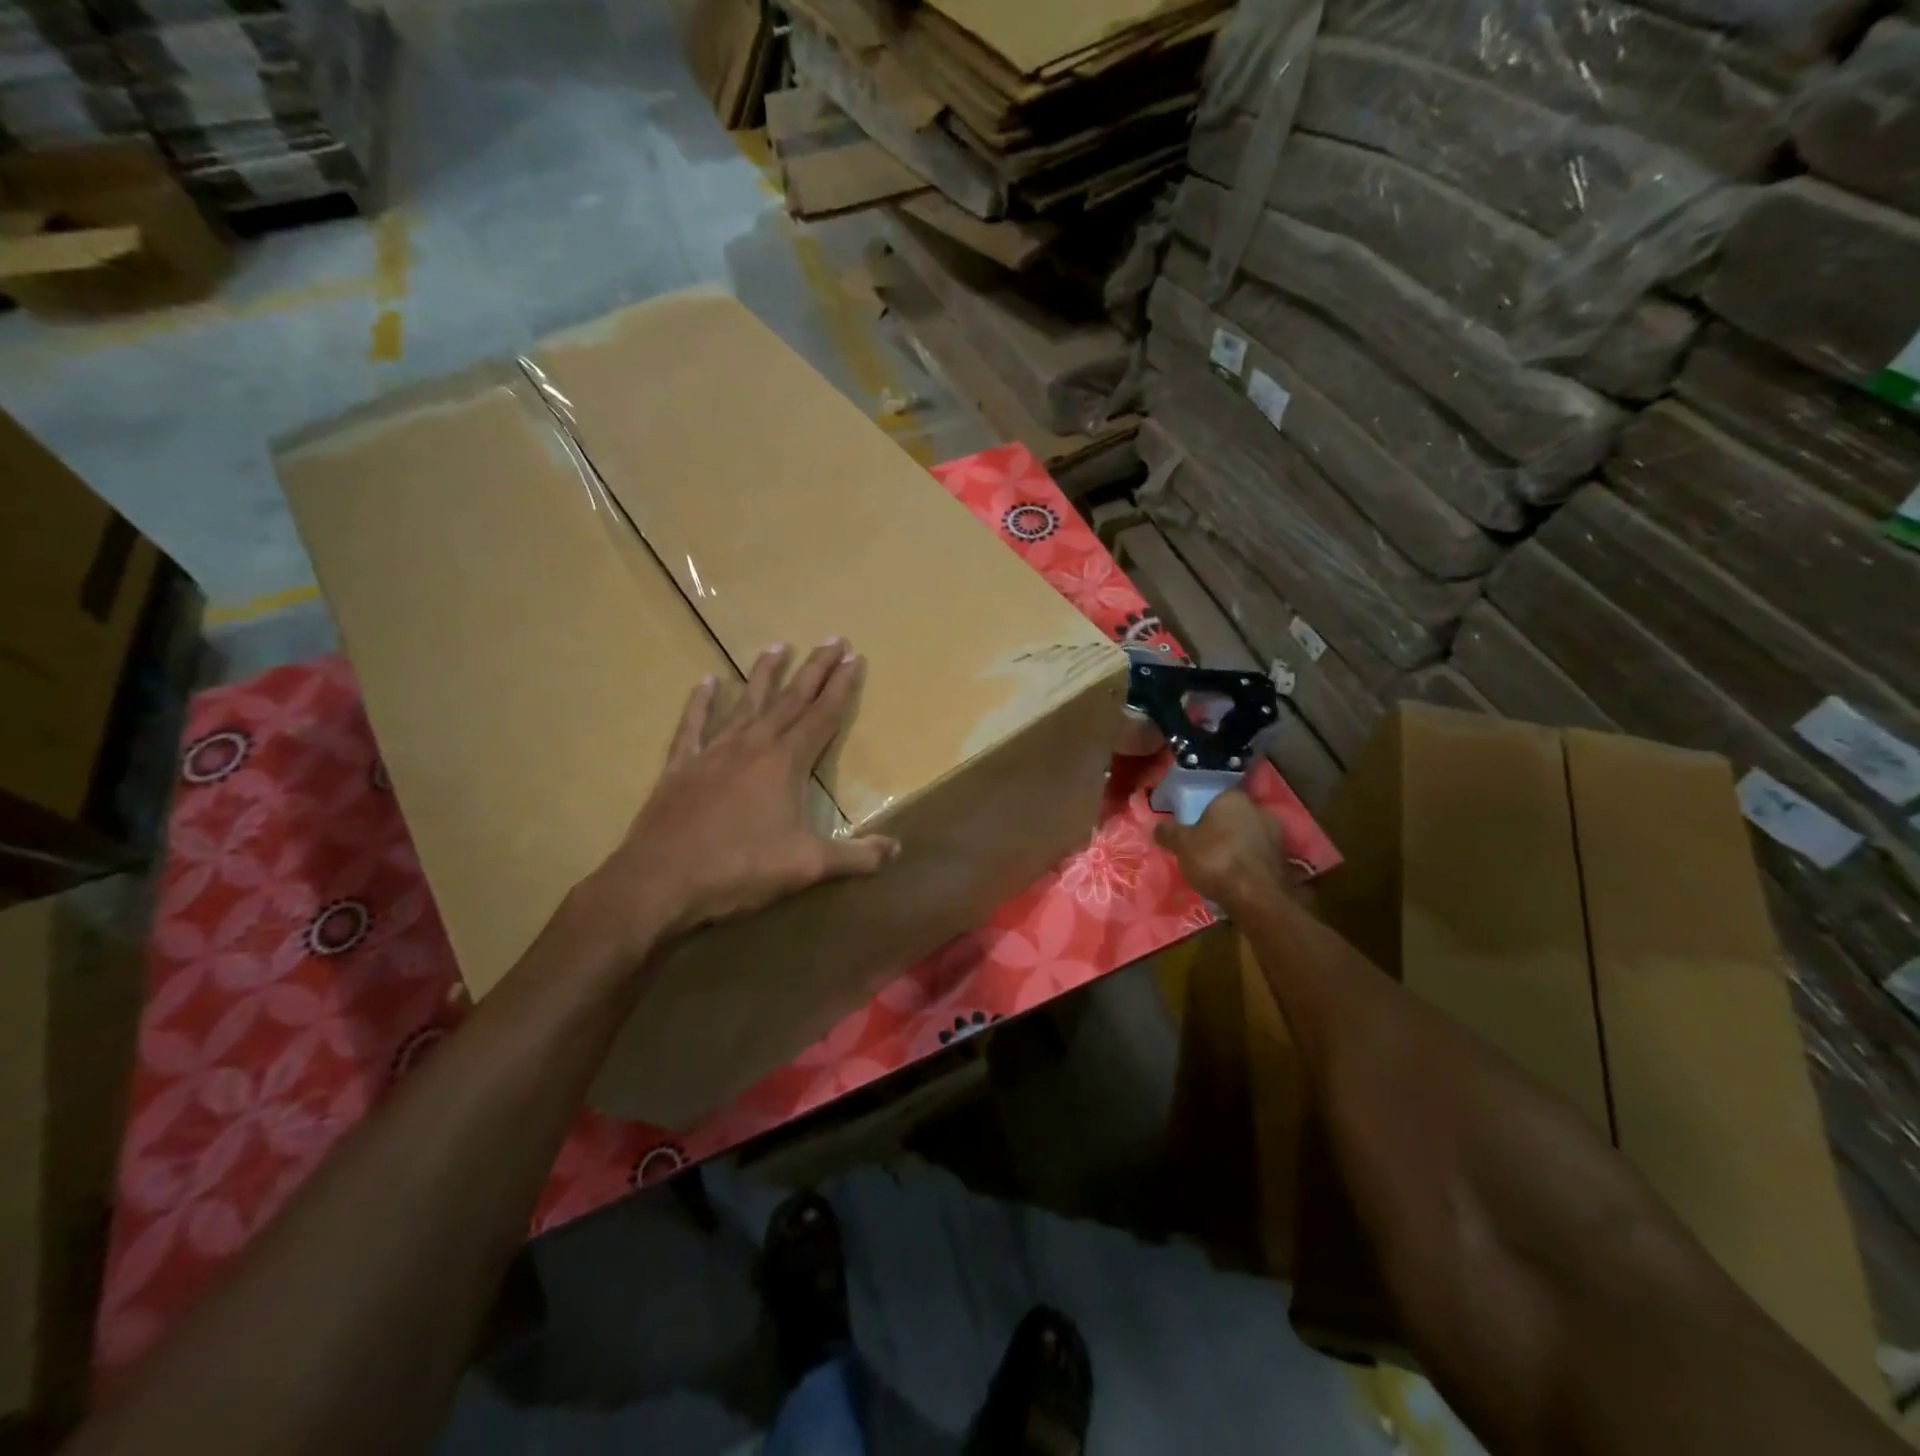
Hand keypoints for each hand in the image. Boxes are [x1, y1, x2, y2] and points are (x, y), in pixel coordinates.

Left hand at [578, 640, 898, 957]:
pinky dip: (700, 703)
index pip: (822, 716)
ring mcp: (713, 752)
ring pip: (746, 703)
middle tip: (833, 639)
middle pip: (791, 699)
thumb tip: (897, 850)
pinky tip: (707, 681)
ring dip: (764, 674)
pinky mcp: (680, 765)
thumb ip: (856, 857)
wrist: (661, 880)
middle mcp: (753, 745)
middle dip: (815, 669)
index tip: (855, 658)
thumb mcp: (808, 867)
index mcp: (786, 763)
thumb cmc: (740, 869)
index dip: (842, 687)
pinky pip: (693, 725)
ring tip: (777, 646)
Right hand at [1154, 790, 1292, 909]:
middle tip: (1202, 845)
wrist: (1256, 898)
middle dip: (1220, 829)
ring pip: (1248, 835)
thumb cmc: (1215, 860)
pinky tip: (1235, 877)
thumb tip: (1157, 826)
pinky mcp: (1284, 858)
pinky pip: (1258, 854)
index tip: (1191, 826)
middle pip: (1233, 817)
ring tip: (1218, 865)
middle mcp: (1259, 809)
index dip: (1201, 811)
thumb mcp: (1181, 845)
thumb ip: (1168, 833)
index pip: (1215, 798)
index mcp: (1233, 798)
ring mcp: (1276, 834)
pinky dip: (1247, 862)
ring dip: (1236, 846)